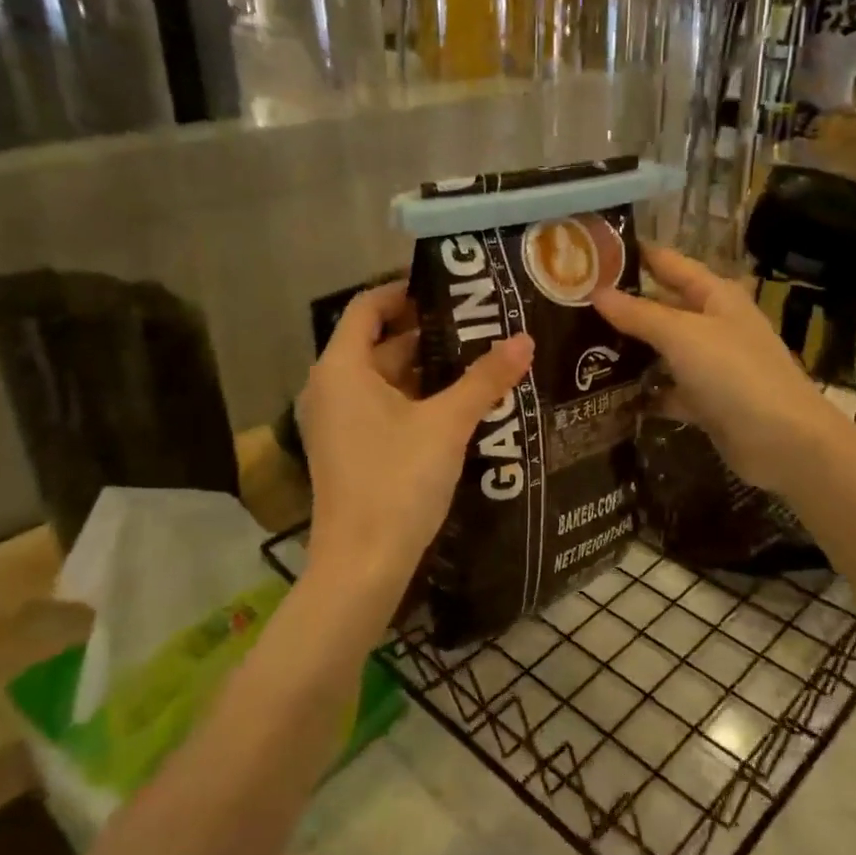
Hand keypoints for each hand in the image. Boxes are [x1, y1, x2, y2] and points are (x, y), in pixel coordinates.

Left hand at [297, 281, 533, 595]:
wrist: (362, 565)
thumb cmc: (397, 481)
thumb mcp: (446, 425)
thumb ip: (484, 380)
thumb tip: (525, 340)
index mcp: (342, 368)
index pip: (368, 307)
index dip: (405, 291)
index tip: (450, 289)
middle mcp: (331, 387)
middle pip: (379, 342)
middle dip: (428, 332)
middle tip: (480, 324)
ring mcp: (337, 421)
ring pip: (383, 378)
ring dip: (426, 369)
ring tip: (478, 359)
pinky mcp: (348, 448)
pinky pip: (381, 406)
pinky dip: (415, 398)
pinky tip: (458, 404)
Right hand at [594, 247, 837, 495]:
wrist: (783, 442)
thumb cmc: (735, 374)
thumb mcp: (683, 336)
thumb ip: (639, 314)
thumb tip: (597, 292)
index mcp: (715, 296)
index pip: (669, 263)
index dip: (634, 255)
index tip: (590, 253)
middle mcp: (713, 325)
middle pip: (662, 308)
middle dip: (622, 307)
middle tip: (571, 305)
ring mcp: (710, 366)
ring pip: (662, 351)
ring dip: (629, 352)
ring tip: (578, 348)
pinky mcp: (706, 402)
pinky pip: (667, 391)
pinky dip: (643, 394)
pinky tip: (607, 396)